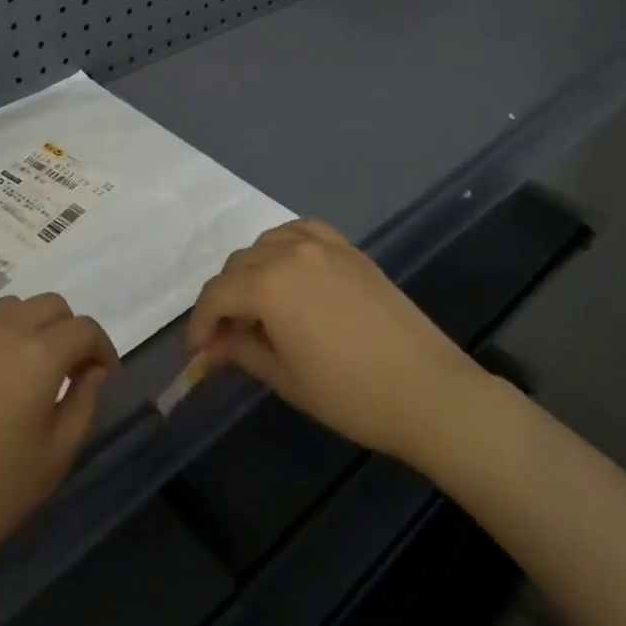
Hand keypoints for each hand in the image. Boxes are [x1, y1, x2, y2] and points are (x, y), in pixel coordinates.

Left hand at [0, 293, 117, 594]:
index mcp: (39, 352)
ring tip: (26, 370)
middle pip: (50, 305)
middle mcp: (3, 328)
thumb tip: (92, 372)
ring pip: (11, 308)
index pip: (84, 328)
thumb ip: (83, 405)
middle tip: (68, 373)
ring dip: (31, 327)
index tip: (103, 376)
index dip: (102, 348)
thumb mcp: (53, 460)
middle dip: (68, 332)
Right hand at [187, 218, 483, 463]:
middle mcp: (290, 252)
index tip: (197, 350)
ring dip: (252, 270)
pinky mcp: (349, 250)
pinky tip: (288, 269)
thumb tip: (213, 347)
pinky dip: (285, 245)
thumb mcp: (285, 378)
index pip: (218, 294)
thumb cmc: (350, 394)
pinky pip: (302, 231)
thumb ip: (241, 351)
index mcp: (269, 284)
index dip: (200, 322)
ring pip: (267, 243)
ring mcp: (323, 246)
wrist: (429, 391)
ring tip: (257, 304)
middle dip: (224, 298)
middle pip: (238, 265)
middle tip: (225, 335)